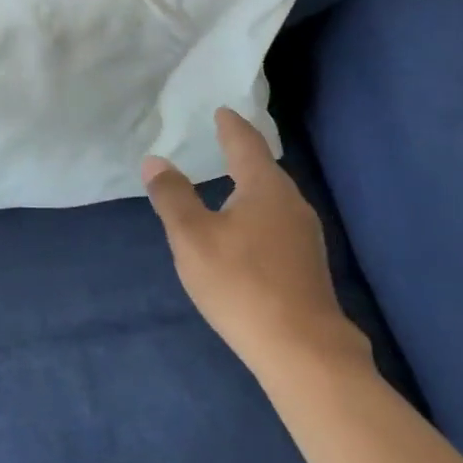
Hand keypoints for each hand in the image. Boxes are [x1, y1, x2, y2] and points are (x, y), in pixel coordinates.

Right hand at [142, 108, 370, 377]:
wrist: (303, 352)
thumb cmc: (242, 283)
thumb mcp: (192, 237)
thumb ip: (172, 196)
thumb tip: (155, 160)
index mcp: (265, 187)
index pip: (246, 143)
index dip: (230, 125)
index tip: (221, 110)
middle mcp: (291, 203)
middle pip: (264, 168)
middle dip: (242, 153)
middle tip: (220, 140)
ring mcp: (305, 236)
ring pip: (273, 197)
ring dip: (250, 185)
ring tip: (228, 182)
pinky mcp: (308, 264)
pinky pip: (277, 222)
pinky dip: (258, 212)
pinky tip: (245, 230)